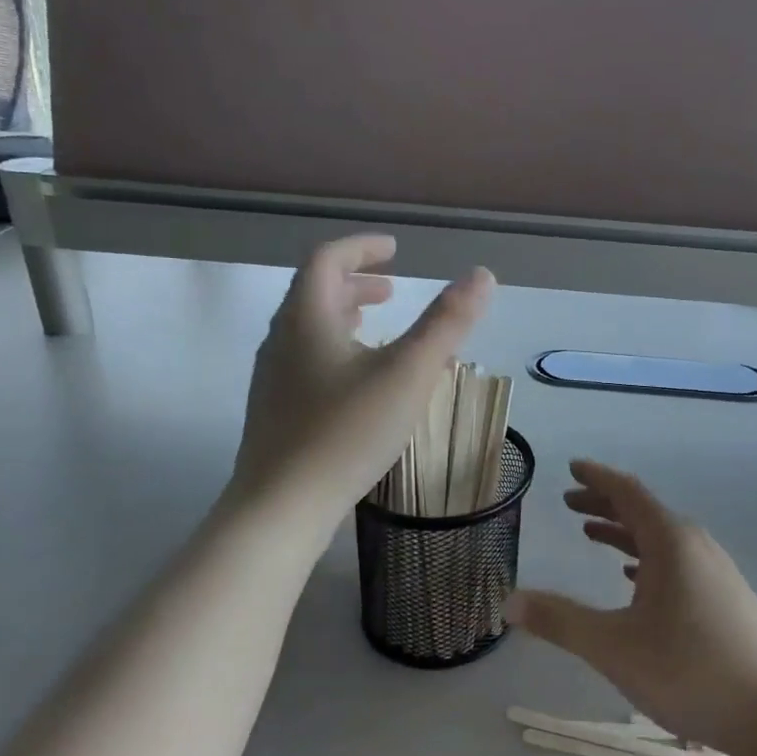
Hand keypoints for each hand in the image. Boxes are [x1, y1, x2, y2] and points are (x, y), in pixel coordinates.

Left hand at [230, 235, 492, 511]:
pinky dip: (338, 349)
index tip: (394, 250)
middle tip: (393, 289)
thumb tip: (482, 276)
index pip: (327, 260)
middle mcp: (282, 339)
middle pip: (315, 293)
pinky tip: (362, 380)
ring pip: (310, 329)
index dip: (361, 248)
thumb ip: (447, 323)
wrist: (281, 507)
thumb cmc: (347, 431)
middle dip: (356, 283)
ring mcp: (274, 377)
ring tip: (379, 325)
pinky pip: (308, 360)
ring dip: (346, 316)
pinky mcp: (277, 410)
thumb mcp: (409, 373)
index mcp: (307, 318)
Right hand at [504, 461, 756, 755]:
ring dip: (625, 533)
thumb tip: (509, 602)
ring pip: (661, 539)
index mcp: (671, 541)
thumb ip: (561, 621)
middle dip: (604, 504)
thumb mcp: (615, 647)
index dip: (597, 478)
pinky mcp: (725, 598)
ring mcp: (715, 571)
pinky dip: (648, 559)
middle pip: (643, 512)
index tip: (571, 467)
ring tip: (592, 536)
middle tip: (569, 503)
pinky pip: (677, 562)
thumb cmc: (690, 670)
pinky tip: (635, 579)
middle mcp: (695, 545)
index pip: (628, 493)